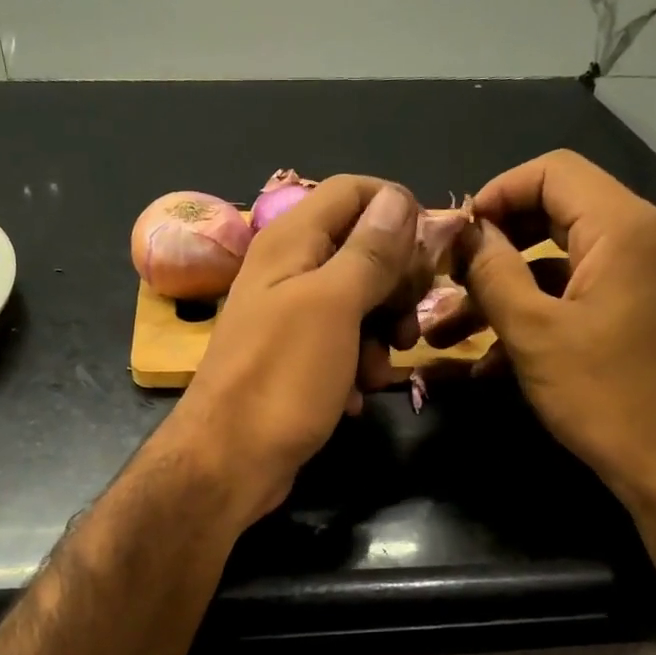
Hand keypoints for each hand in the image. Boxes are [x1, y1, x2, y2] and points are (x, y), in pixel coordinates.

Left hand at [159, 177, 420, 523]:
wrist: (229, 463)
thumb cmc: (282, 379)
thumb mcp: (334, 306)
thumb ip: (368, 251)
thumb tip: (398, 197)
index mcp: (291, 241)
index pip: (353, 191)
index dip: (395, 211)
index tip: (426, 255)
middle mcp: (289, 271)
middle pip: (362, 248)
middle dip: (395, 285)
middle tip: (406, 324)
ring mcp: (290, 318)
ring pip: (358, 303)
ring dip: (381, 335)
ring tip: (377, 372)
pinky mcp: (296, 361)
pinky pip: (342, 346)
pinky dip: (356, 367)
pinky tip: (355, 396)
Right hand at [422, 150, 655, 495]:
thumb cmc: (602, 393)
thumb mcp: (533, 332)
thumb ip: (493, 272)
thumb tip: (466, 233)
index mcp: (622, 227)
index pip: (552, 171)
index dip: (495, 193)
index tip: (454, 236)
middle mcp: (640, 238)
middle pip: (555, 212)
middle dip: (495, 245)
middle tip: (449, 277)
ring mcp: (643, 277)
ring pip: (559, 262)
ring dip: (504, 290)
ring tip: (448, 332)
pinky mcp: (637, 312)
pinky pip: (577, 295)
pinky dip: (534, 315)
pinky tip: (488, 361)